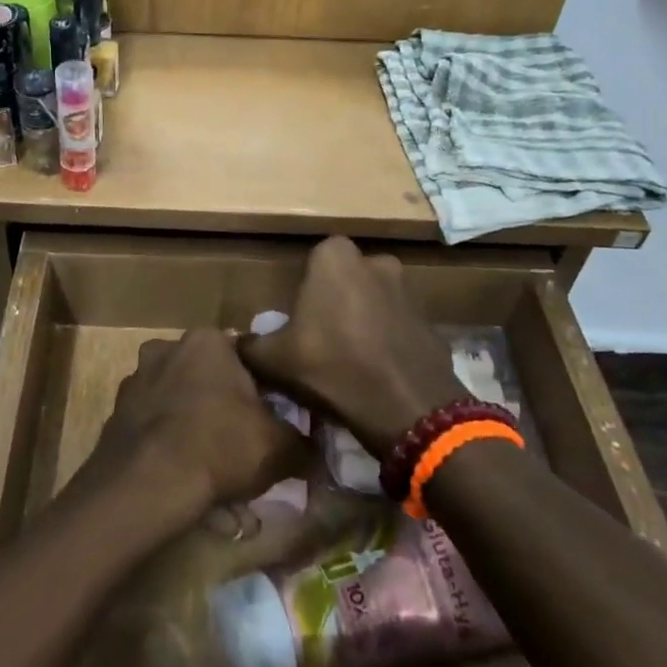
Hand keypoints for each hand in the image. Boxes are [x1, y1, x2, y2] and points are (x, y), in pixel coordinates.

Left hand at [83, 330, 312, 522]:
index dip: (263, 391)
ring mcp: (136, 379)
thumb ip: (303, 441)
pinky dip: (168, 446)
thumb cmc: (218, 446)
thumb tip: (314, 447)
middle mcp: (167, 347)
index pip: (246, 358)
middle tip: (241, 448)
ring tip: (212, 473)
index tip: (271, 421)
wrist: (145, 484)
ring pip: (180, 403)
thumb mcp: (279, 446)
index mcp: (208, 340)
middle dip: (224, 408)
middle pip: (209, 378)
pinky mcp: (116, 413)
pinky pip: (154, 426)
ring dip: (195, 428)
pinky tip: (182, 479)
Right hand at [238, 237, 465, 457]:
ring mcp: (409, 292)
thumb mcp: (274, 360)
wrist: (406, 408)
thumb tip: (234, 342)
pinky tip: (378, 371)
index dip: (306, 287)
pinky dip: (390, 341)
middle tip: (322, 335)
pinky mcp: (431, 324)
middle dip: (337, 299)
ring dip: (366, 319)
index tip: (299, 317)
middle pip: (347, 278)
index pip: (315, 259)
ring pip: (376, 300)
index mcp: (336, 259)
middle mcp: (376, 263)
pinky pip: (400, 326)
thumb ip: (250, 345)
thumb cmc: (332, 367)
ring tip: (350, 357)